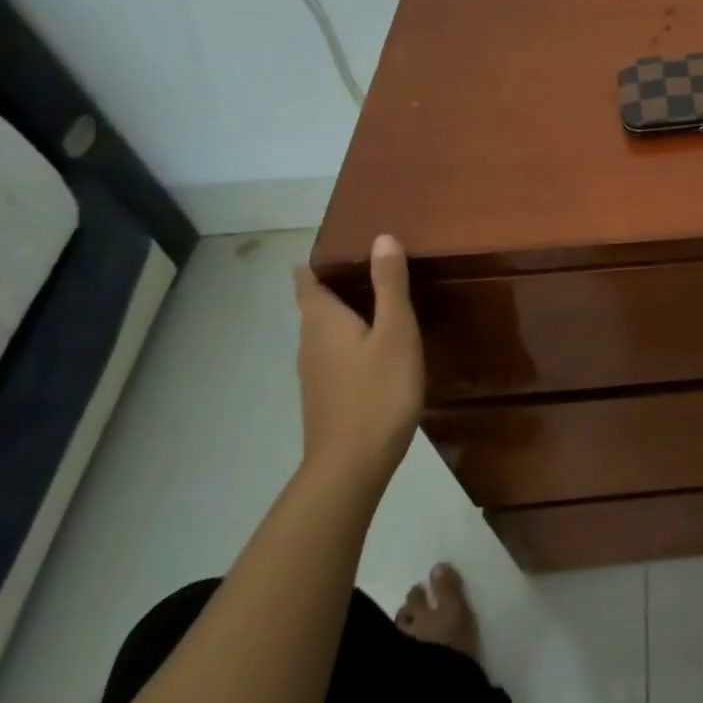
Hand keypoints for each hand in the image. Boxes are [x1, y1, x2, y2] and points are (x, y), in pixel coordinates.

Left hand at [292, 234, 423, 489]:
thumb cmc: (378, 390)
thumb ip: (389, 284)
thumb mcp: (395, 331)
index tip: (334, 249)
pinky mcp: (326, 398)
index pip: (308, 284)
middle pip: (314, 308)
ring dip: (342, 315)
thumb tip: (381, 237)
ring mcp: (315, 375)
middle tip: (366, 266)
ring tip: (375, 301)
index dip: (315, 265)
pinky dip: (349, 341)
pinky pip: (334, 355)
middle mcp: (311, 345)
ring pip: (324, 333)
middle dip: (333, 286)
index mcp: (323, 323)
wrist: (352, 464)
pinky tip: (374, 347)